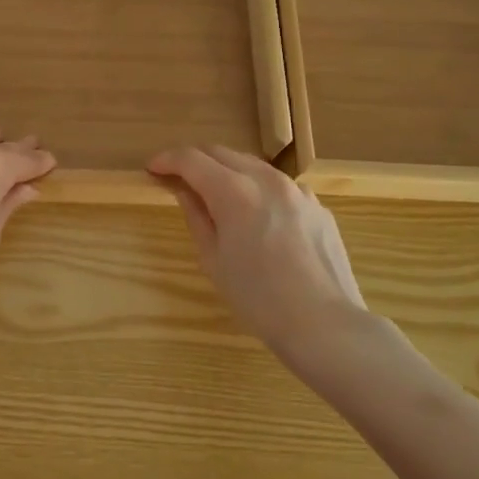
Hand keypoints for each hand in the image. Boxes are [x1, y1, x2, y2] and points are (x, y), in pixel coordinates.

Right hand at [147, 145, 371, 366]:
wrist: (325, 325)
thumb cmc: (258, 299)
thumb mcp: (213, 260)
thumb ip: (196, 217)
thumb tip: (185, 191)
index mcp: (234, 191)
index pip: (191, 159)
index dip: (167, 160)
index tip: (153, 169)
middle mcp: (267, 180)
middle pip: (222, 153)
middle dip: (196, 161)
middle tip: (179, 179)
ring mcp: (298, 191)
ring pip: (253, 166)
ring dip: (228, 171)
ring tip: (216, 196)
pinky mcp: (318, 207)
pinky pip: (279, 187)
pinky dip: (257, 190)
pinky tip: (257, 217)